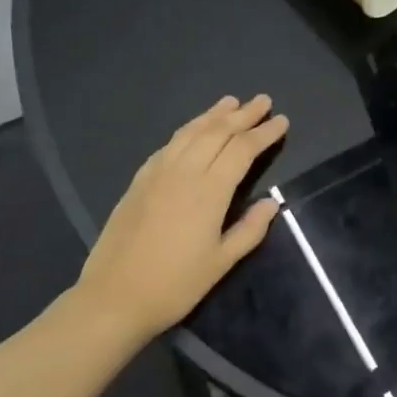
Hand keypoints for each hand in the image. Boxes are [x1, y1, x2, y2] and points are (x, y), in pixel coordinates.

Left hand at [76, 95, 288, 340]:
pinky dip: (186, 130)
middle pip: (217, 132)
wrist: (115, 295)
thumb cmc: (175, 285)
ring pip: (190, 132)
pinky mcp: (139, 181)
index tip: (281, 120)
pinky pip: (168, 145)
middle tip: (262, 100)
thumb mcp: (221, 263)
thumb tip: (272, 202)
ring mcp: (157, 173)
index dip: (264, 133)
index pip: (242, 150)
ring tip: (230, 102)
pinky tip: (193, 130)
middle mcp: (183, 171)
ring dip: (213, 115)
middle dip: (243, 115)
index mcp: (209, 191)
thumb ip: (250, 229)